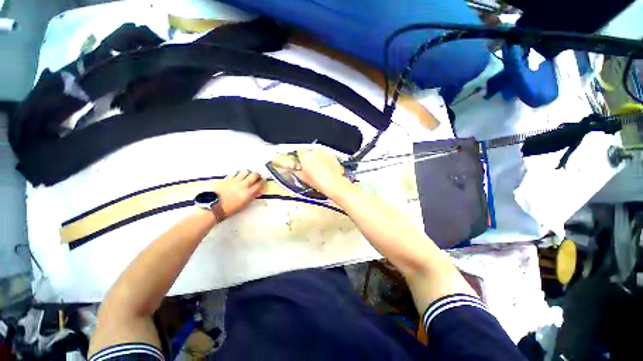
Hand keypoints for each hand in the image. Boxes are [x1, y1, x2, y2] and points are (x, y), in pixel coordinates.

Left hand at [216, 171, 265, 217]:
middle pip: (254, 175)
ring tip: (247, 176)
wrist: (214, 207)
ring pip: (245, 172)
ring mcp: (234, 181)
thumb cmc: (230, 209)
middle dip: (257, 175)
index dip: (262, 182)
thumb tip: (258, 192)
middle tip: (257, 176)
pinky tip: (238, 176)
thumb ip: (252, 196)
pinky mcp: (227, 179)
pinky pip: (235, 173)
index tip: (263, 182)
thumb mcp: (244, 204)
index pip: (259, 184)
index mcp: (247, 193)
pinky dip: (238, 173)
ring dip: (248, 173)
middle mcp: (242, 185)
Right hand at [294, 149, 347, 195]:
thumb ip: (298, 172)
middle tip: (311, 166)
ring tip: (320, 168)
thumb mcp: (304, 178)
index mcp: (305, 156)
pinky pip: (327, 156)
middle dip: (310, 157)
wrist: (332, 183)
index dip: (301, 155)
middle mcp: (315, 152)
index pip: (300, 150)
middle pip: (310, 151)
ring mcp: (324, 153)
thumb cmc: (317, 181)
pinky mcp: (332, 156)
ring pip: (319, 153)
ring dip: (319, 158)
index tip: (301, 160)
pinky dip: (326, 160)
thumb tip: (297, 171)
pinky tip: (327, 168)